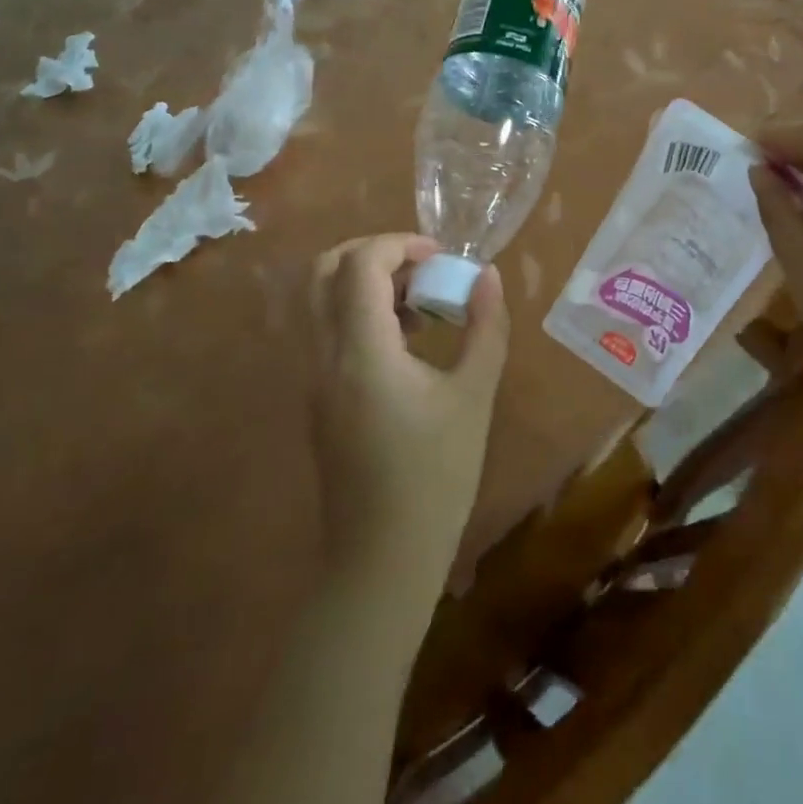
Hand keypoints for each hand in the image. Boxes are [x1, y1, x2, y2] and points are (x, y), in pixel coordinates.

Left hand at [307, 235, 508, 596]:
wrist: (382, 559)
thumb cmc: (435, 476)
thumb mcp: (474, 396)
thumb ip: (485, 327)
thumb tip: (488, 275)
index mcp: (361, 350)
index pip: (361, 264)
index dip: (400, 244)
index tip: (441, 256)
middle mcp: (324, 356)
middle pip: (324, 271)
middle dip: (373, 252)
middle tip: (421, 266)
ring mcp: (314, 379)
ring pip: (323, 301)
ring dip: (367, 284)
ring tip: (423, 304)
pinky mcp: (318, 399)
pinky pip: (329, 333)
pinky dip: (361, 314)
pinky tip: (408, 343)